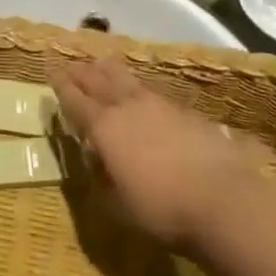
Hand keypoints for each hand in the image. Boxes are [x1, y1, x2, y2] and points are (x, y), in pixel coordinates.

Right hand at [50, 57, 275, 252]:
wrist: (224, 201)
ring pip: (127, 79)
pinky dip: (139, 89)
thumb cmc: (162, 210)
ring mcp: (159, 106)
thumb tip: (95, 162)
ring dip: (110, 72)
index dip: (61, 86)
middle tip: (72, 66)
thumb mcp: (117, 207)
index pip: (75, 100)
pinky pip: (153, 92)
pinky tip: (143, 96)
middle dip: (83, 73)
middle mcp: (127, 107)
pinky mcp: (186, 112)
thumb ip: (101, 181)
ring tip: (102, 66)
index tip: (51, 74)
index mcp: (104, 127)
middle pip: (99, 80)